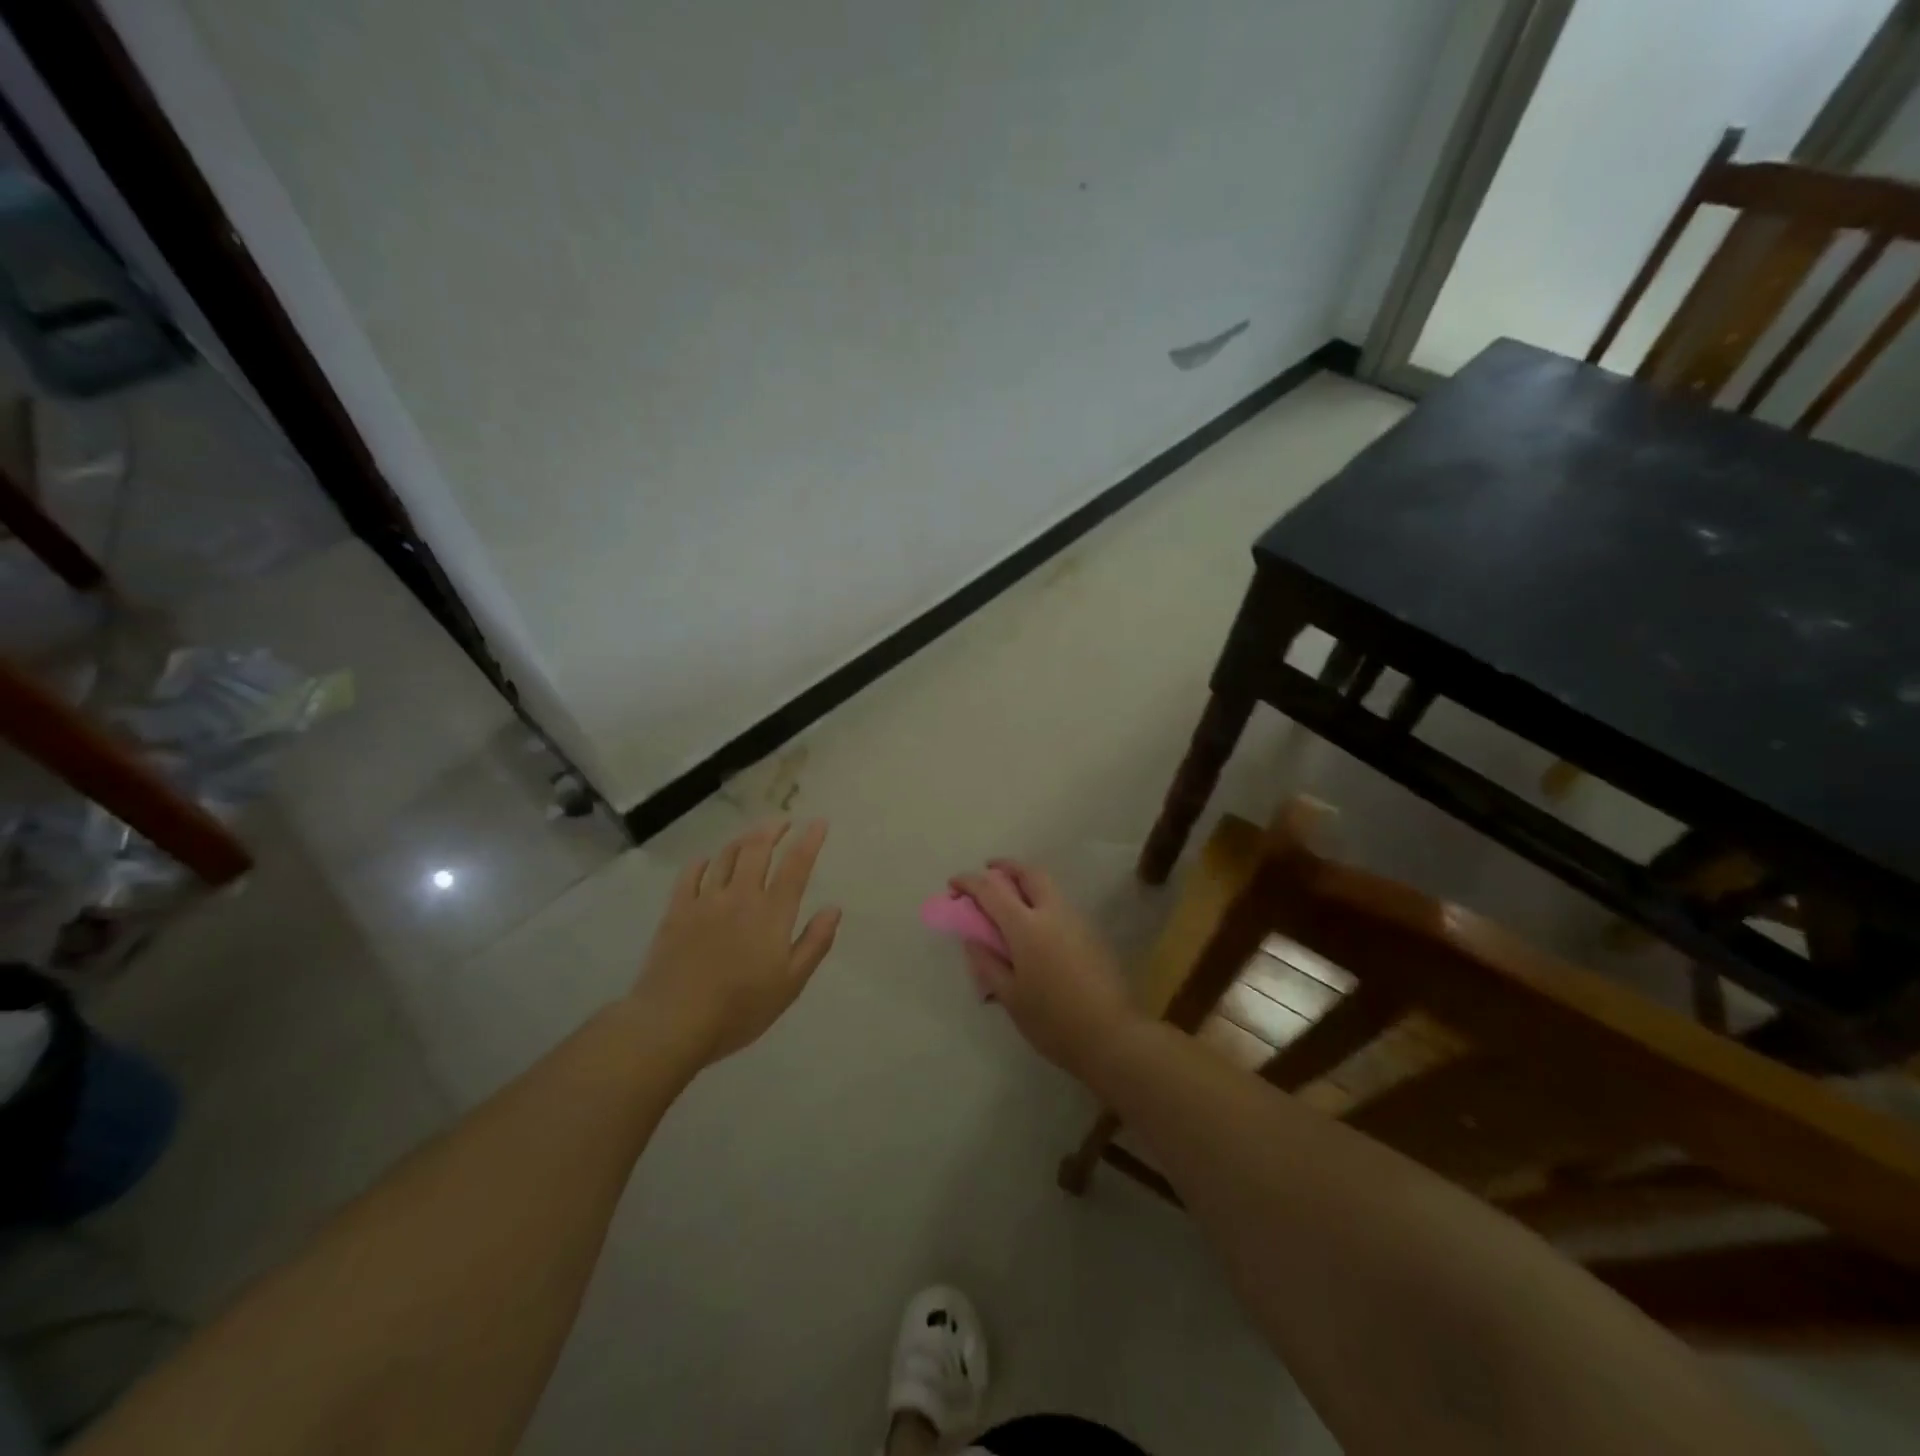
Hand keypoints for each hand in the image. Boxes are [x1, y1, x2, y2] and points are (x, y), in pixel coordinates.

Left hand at [634, 819, 840, 1065]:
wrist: (673, 1021)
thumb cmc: (740, 1008)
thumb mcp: (790, 984)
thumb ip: (814, 943)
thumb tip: (834, 909)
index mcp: (772, 913)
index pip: (796, 866)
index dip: (809, 841)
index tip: (818, 823)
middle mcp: (740, 896)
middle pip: (757, 849)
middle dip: (773, 829)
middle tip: (783, 821)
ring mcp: (704, 901)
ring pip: (725, 856)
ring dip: (742, 840)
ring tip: (752, 836)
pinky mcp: (676, 911)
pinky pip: (690, 875)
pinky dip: (703, 862)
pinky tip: (707, 862)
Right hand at [949, 860, 1137, 1079]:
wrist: (1112, 1036)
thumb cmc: (1053, 1021)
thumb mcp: (1010, 997)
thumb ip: (987, 963)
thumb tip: (973, 939)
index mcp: (1027, 927)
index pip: (991, 890)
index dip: (969, 882)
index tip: (953, 885)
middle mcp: (1053, 913)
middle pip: (1028, 873)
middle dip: (1005, 867)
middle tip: (988, 873)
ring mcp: (1076, 921)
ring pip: (1048, 887)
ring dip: (1026, 883)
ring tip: (1009, 901)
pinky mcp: (1091, 934)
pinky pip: (1060, 905)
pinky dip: (1041, 902)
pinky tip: (1034, 928)